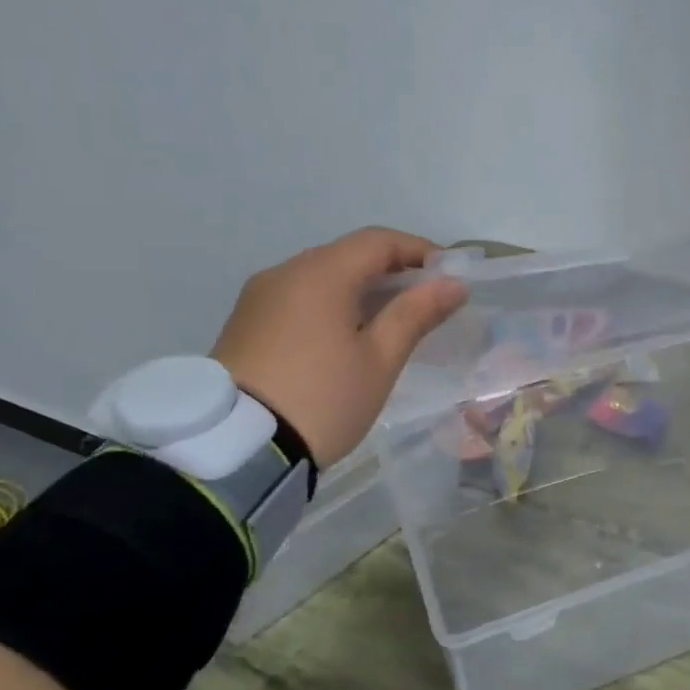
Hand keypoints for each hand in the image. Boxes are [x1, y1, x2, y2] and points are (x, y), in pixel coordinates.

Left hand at [210, 228, 468, 467]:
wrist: (236, 447)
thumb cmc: (322, 399)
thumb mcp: (379, 360)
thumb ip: (416, 314)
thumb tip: (452, 284)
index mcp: (321, 273)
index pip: (378, 241)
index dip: (419, 250)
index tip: (448, 276)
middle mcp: (285, 272)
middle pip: (348, 255)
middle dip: (390, 271)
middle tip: (423, 303)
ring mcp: (259, 296)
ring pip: (321, 276)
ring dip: (359, 289)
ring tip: (386, 324)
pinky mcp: (244, 322)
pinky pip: (297, 297)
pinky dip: (329, 304)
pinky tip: (343, 337)